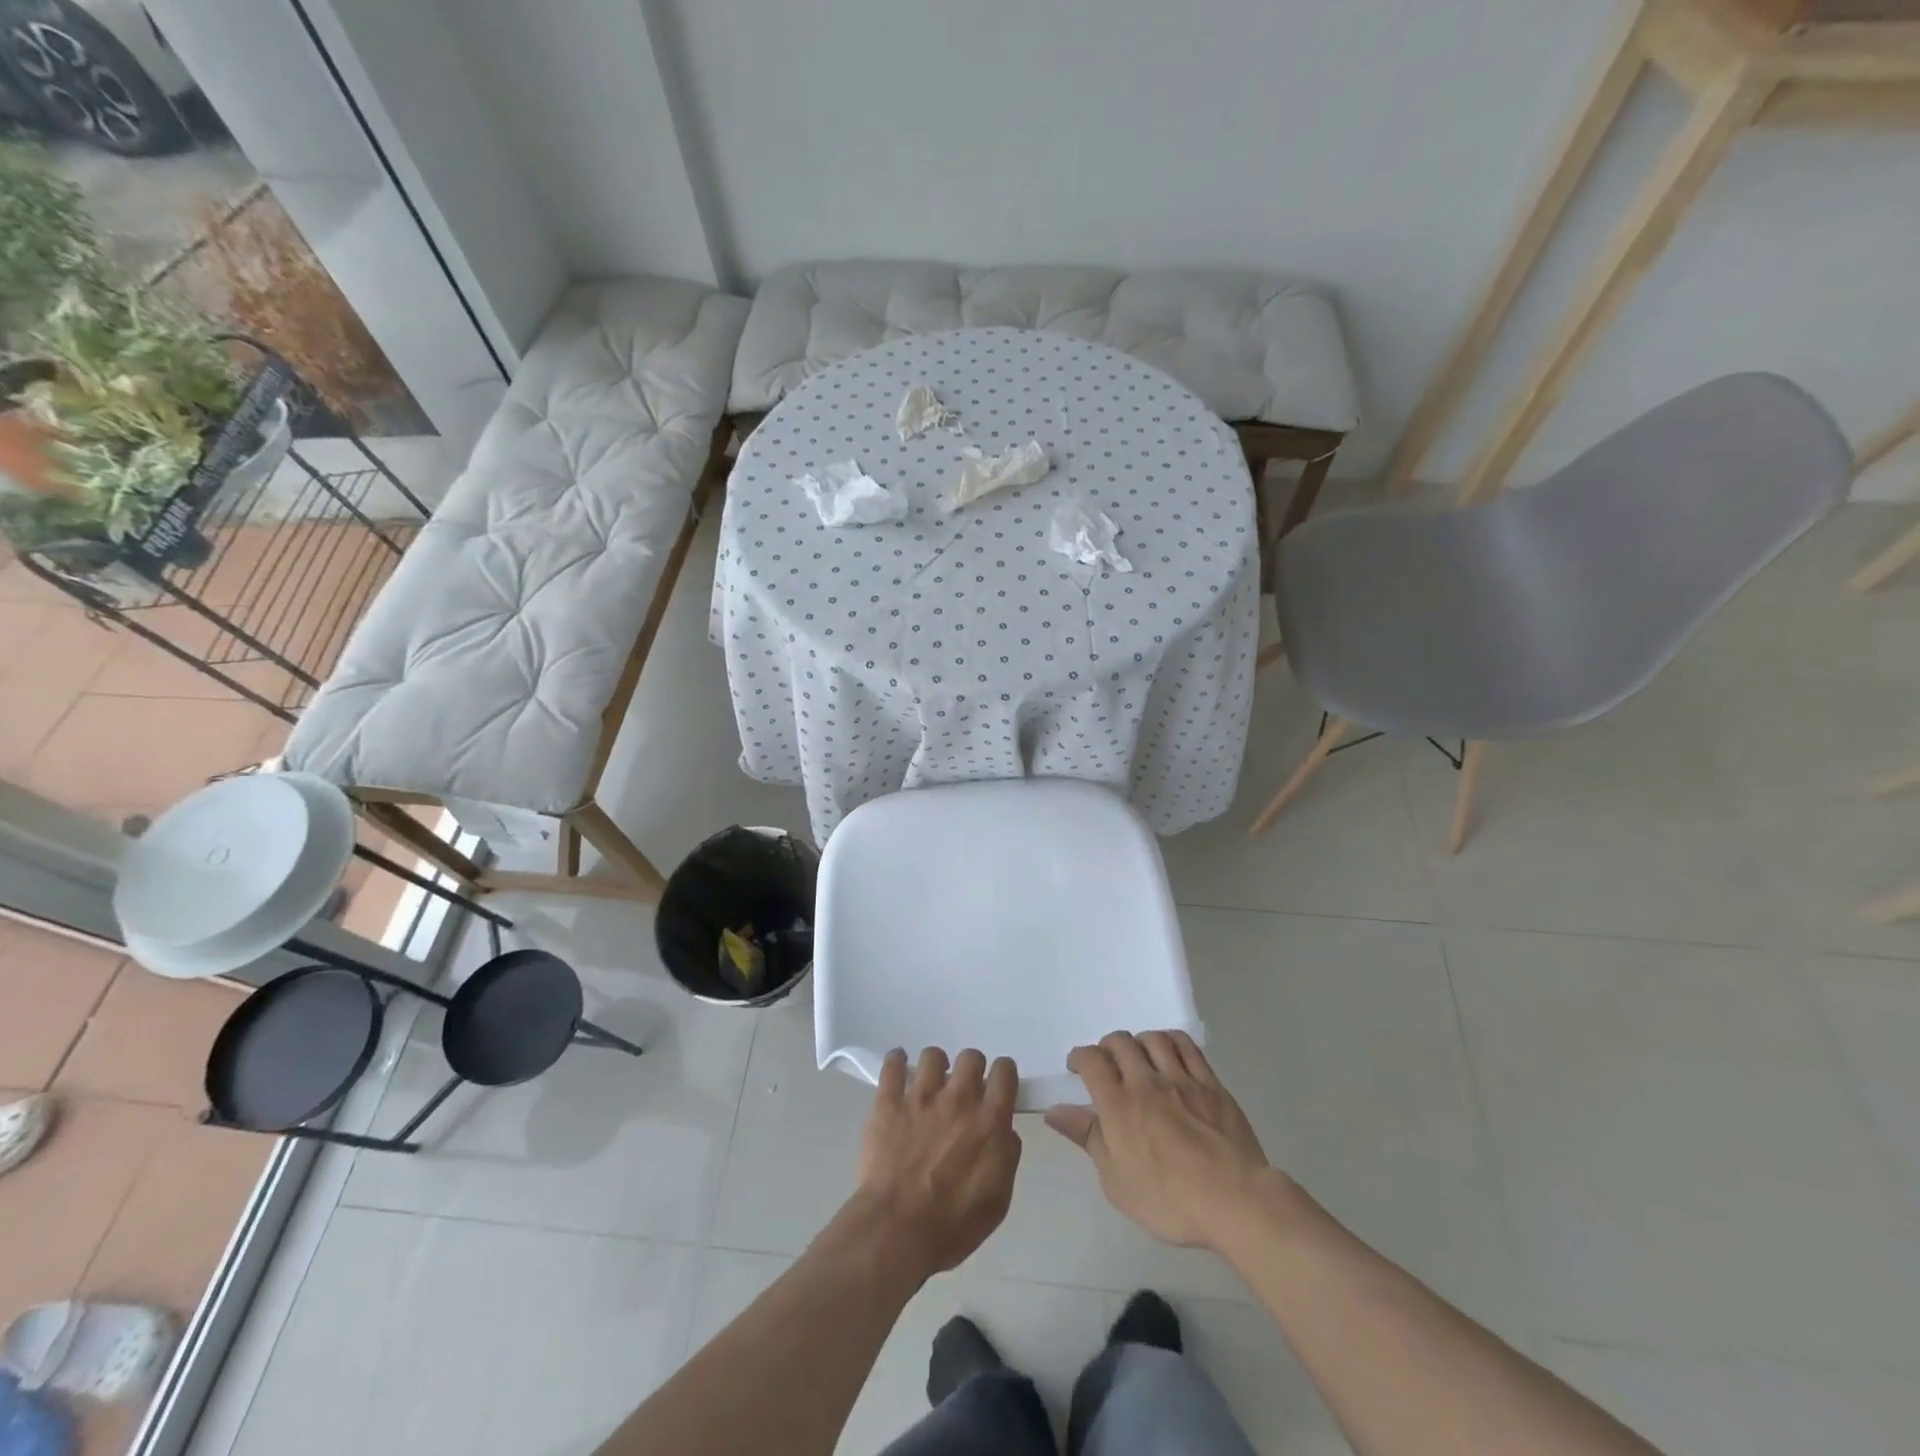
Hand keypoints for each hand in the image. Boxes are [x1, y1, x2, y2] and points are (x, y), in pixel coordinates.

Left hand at [849, 1048, 1021, 1279]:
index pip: (1005, 1072)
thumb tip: (1004, 1132)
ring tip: (930, 1084)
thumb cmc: (953, 1225)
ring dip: (936, 1066)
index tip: (997, 1086)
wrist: (898, 1231)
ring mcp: (921, 1097)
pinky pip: (893, 1064)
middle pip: (971, 1057)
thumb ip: (1006, 1156)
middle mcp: (958, 1099)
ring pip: (933, 1055)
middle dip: (971, 1069)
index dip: (1002, 1075)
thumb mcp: (998, 1200)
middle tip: (963, 1091)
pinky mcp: (889, 1102)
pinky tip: (898, 1066)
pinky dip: (897, 1061)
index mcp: (989, 1121)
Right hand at [1046, 1031, 1278, 1250]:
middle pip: (1120, 1042)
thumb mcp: (1117, 1181)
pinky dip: (1171, 1041)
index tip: (1077, 1068)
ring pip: (1153, 1039)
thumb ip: (1088, 1138)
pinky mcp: (1210, 1083)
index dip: (1079, 1058)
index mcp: (1119, 1105)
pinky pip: (1187, 1046)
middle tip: (1107, 1064)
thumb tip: (1056, 1111)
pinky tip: (1169, 1051)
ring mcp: (1181, 1079)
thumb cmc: (1169, 1200)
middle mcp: (1146, 1082)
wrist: (1235, 1202)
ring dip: (1138, 1042)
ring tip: (1138, 1057)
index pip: (1091, 1060)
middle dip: (1107, 1047)